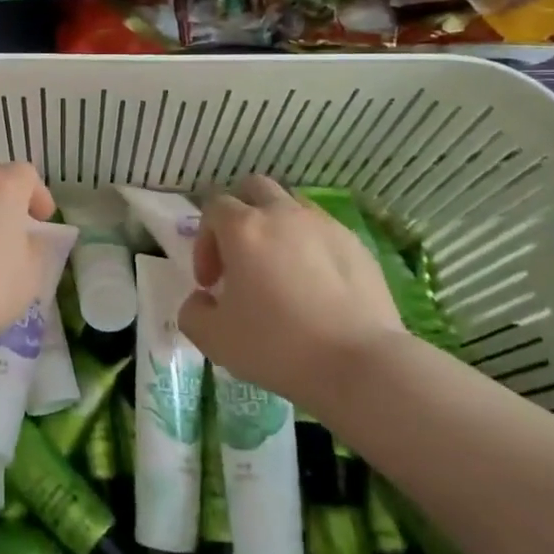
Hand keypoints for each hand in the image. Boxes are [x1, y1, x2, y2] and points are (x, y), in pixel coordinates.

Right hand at [179, 175, 403, 408]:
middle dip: (240, 215)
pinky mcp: (357, 245)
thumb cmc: (277, 345)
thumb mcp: (214, 339)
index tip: (210, 283)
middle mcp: (283, 214)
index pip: (213, 208)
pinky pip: (323, 232)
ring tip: (280, 270)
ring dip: (277, 228)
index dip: (204, 242)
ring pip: (292, 207)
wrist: (360, 364)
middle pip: (254, 188)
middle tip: (240, 257)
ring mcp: (325, 226)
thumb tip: (202, 299)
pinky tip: (316, 287)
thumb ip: (193, 312)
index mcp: (244, 228)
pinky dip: (311, 248)